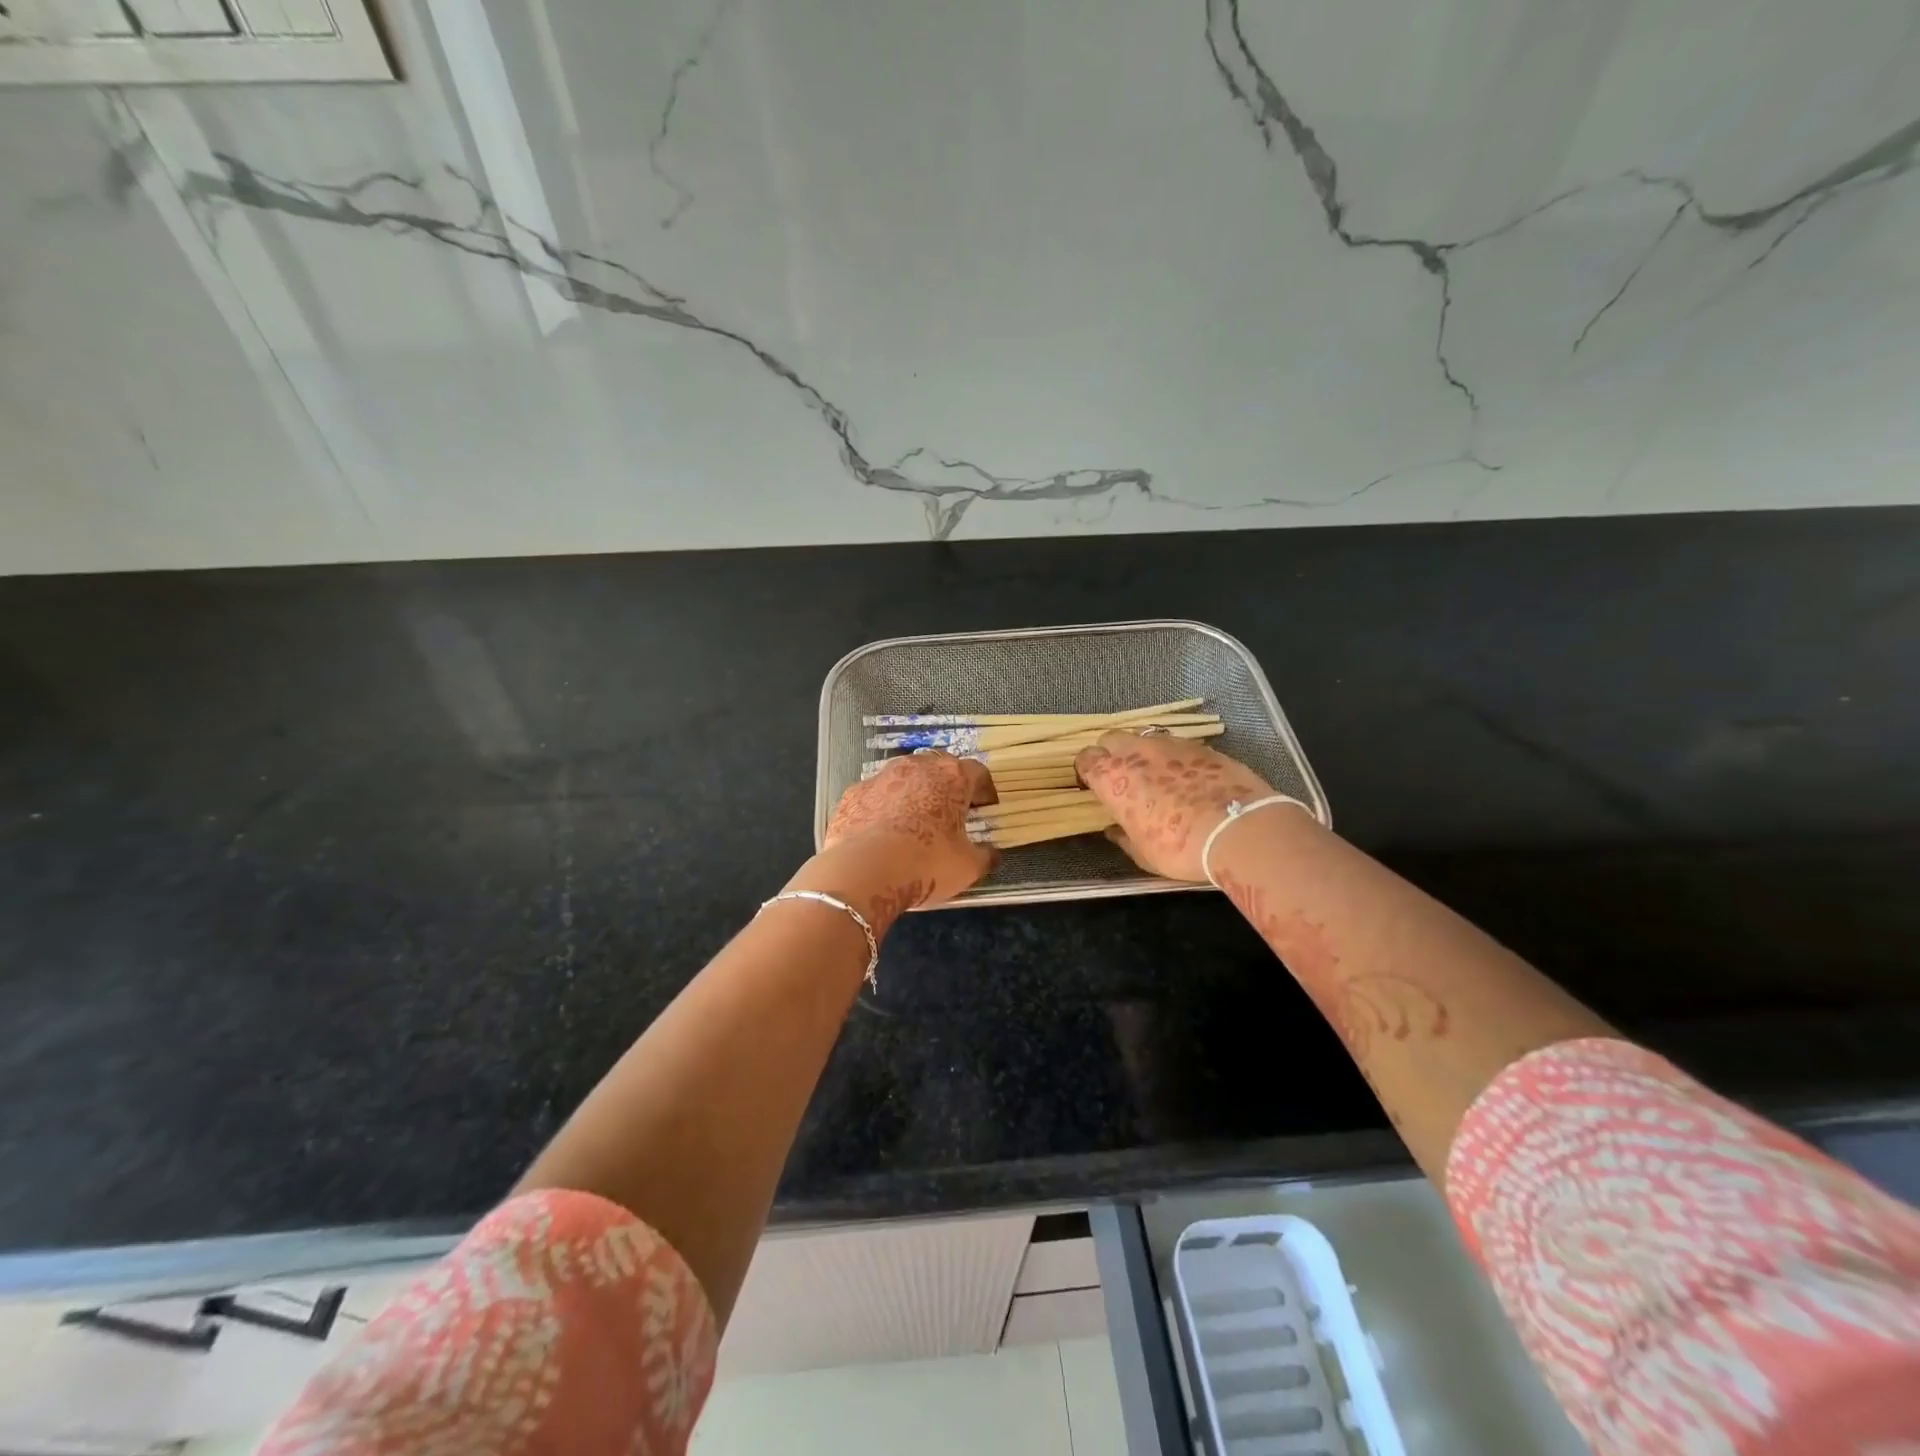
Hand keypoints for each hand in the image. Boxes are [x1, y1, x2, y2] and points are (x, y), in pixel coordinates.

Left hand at [811, 750, 998, 922]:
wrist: (863, 872)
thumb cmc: (926, 864)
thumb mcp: (968, 867)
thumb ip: (984, 856)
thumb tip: (991, 854)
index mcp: (952, 777)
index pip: (977, 772)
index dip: (984, 790)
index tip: (985, 807)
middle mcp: (917, 767)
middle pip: (939, 768)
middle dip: (947, 787)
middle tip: (951, 812)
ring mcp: (880, 776)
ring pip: (904, 777)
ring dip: (912, 793)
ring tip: (913, 821)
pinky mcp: (853, 793)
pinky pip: (875, 795)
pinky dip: (882, 808)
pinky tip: (881, 833)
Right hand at [1075, 730, 1275, 881]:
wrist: (1238, 829)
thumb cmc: (1180, 848)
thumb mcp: (1143, 854)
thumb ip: (1123, 837)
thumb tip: (1114, 830)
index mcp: (1112, 778)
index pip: (1086, 759)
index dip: (1088, 770)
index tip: (1094, 785)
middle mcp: (1136, 752)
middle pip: (1111, 739)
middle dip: (1111, 754)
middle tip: (1121, 777)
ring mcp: (1169, 744)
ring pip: (1144, 737)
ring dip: (1142, 752)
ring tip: (1155, 775)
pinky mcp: (1200, 746)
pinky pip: (1176, 745)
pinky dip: (1173, 756)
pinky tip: (1186, 777)